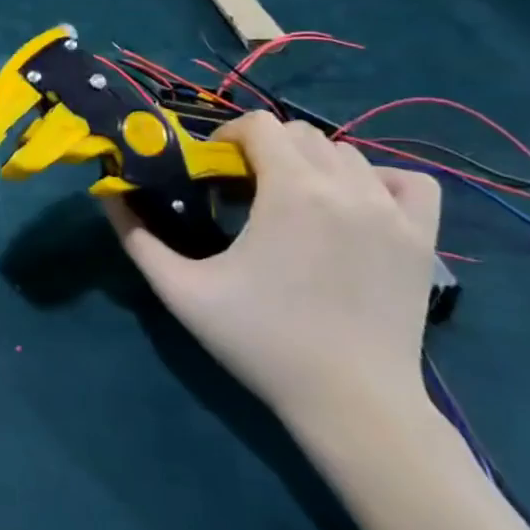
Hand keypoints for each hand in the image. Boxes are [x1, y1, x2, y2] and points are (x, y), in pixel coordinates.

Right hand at [104, 111, 440, 443]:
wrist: (352, 404)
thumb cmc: (261, 342)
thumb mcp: (182, 291)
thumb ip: (137, 237)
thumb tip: (105, 193)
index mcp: (292, 192)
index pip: (259, 125)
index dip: (227, 138)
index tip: (212, 172)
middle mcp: (347, 188)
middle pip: (300, 133)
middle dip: (264, 149)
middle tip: (243, 191)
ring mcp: (393, 212)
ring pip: (346, 154)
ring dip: (310, 164)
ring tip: (291, 204)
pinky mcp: (423, 239)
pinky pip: (406, 181)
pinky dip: (377, 181)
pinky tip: (354, 207)